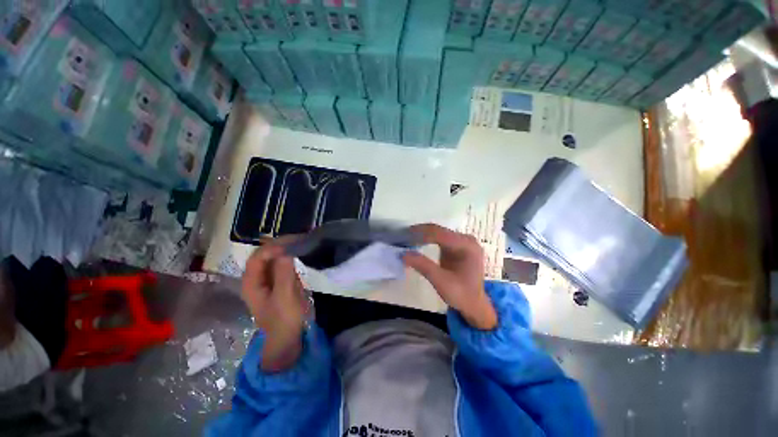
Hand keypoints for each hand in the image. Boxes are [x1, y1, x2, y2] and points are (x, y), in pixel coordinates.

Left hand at [242, 241, 305, 370]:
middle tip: (300, 238)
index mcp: (251, 283)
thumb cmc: (284, 319)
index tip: (291, 244)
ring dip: (288, 248)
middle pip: (265, 254)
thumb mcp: (284, 297)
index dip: (272, 248)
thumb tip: (286, 251)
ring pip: (275, 257)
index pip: (257, 257)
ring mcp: (268, 279)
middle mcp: (257, 278)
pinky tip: (303, 252)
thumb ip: (284, 274)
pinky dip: (292, 256)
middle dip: (281, 244)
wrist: (288, 337)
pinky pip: (284, 263)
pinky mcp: (279, 281)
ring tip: (303, 242)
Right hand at [403, 224, 497, 329]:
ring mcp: (461, 241)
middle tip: (402, 237)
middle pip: (439, 230)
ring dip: (421, 235)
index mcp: (467, 245)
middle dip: (419, 233)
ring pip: (437, 232)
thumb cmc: (461, 295)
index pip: (440, 233)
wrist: (474, 305)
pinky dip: (426, 239)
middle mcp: (466, 239)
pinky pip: (438, 238)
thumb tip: (403, 253)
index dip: (421, 233)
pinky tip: (416, 242)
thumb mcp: (441, 282)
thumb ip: (423, 266)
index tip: (404, 236)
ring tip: (406, 239)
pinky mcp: (456, 246)